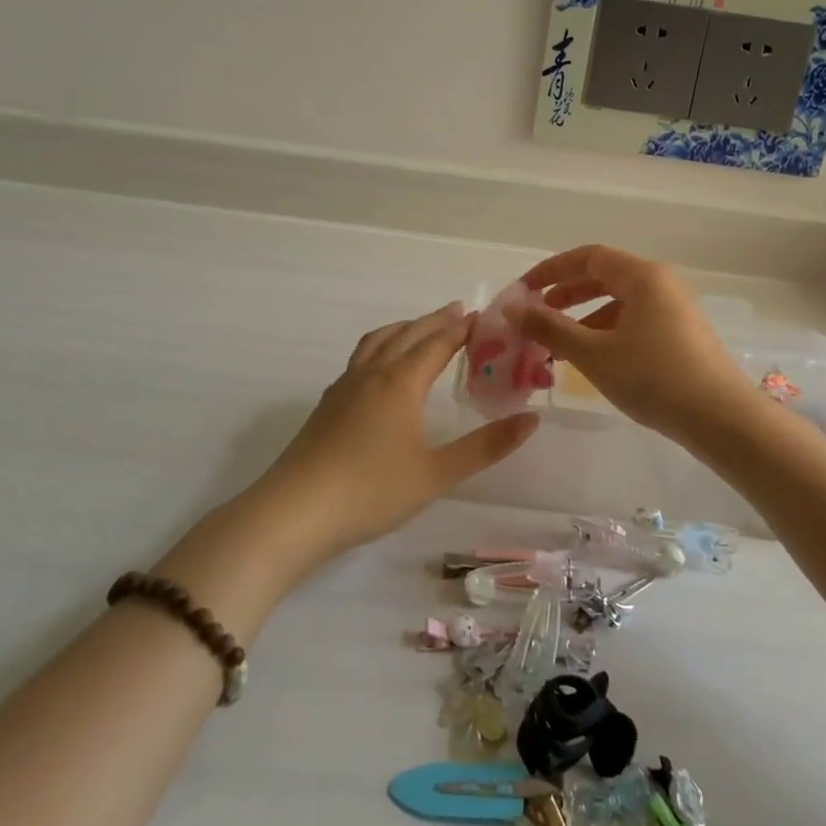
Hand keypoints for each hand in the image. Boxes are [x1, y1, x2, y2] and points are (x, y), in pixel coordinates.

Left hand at [254, 302, 539, 560]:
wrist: (294, 513)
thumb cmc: (371, 490)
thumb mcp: (437, 473)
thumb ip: (486, 446)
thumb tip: (532, 420)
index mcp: (401, 382)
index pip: (438, 343)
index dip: (462, 328)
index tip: (485, 316)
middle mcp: (372, 374)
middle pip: (408, 334)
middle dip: (436, 321)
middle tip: (460, 312)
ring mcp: (344, 387)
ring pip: (378, 342)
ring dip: (405, 329)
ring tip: (421, 328)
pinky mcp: (327, 405)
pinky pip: (361, 359)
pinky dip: (382, 347)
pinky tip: (381, 370)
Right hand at [517, 246, 756, 442]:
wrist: (721, 418)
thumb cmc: (654, 377)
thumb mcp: (594, 353)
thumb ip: (550, 328)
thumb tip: (513, 308)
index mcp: (643, 276)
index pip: (589, 257)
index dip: (552, 270)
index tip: (523, 289)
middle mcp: (662, 284)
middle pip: (605, 277)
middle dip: (566, 295)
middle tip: (537, 316)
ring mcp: (675, 310)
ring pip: (620, 303)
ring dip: (585, 319)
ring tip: (558, 346)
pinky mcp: (682, 336)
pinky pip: (635, 322)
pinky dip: (607, 333)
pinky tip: (593, 361)